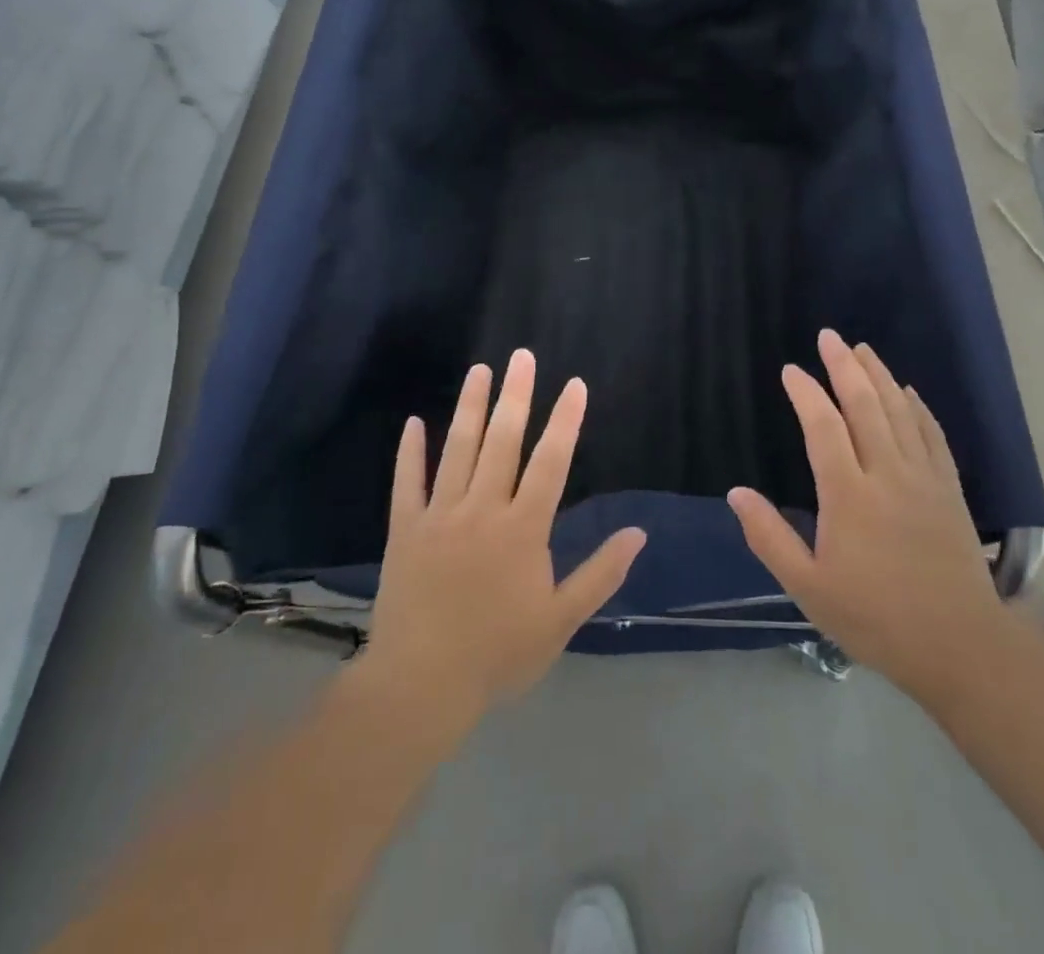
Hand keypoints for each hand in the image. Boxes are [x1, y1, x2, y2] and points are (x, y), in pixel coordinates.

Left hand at [361, 349, 645, 730]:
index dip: (565, 421)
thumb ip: (600, 573)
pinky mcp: (404, 531)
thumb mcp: (560, 620)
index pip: (551, 462)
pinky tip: (414, 422)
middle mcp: (482, 510)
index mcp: (522, 529)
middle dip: (516, 395)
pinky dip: (410, 452)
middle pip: (503, 442)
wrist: (420, 686)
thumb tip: (638, 533)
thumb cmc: (497, 653)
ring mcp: (439, 517)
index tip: (574, 385)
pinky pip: (407, 483)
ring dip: (470, 407)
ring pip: (458, 450)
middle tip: (522, 356)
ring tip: (480, 370)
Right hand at [728, 329, 1007, 705]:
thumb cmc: (875, 618)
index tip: (790, 370)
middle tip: (829, 337)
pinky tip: (908, 392)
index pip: (823, 427)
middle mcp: (887, 473)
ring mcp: (923, 477)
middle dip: (844, 366)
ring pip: (900, 411)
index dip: (806, 394)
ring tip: (863, 349)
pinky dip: (917, 407)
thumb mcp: (809, 587)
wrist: (958, 644)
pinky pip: (932, 434)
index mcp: (849, 495)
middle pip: (864, 405)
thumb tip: (736, 493)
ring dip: (880, 376)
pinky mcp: (948, 489)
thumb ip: (769, 537)